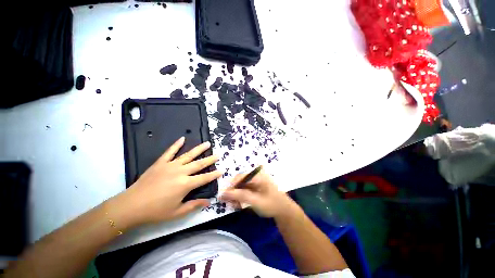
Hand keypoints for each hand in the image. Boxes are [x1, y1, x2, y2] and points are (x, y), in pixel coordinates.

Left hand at [119, 137, 221, 225]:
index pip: (204, 178)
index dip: (214, 175)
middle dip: (210, 159)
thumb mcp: (177, 212)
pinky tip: (182, 138)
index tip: (221, 170)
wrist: (131, 206)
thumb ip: (194, 205)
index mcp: (186, 184)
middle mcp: (181, 172)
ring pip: (188, 155)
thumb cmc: (155, 211)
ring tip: (207, 143)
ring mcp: (170, 165)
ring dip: (199, 149)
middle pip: (199, 164)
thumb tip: (208, 202)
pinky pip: (170, 151)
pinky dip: (176, 144)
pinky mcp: (160, 163)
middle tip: (218, 154)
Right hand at [220, 169, 295, 217]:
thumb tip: (224, 193)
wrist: (283, 211)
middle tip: (229, 202)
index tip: (224, 196)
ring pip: (241, 186)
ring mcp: (256, 182)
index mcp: (258, 176)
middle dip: (233, 192)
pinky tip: (239, 205)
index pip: (240, 177)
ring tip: (234, 205)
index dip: (231, 185)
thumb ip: (241, 196)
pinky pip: (244, 190)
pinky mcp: (255, 188)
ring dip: (236, 195)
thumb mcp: (256, 201)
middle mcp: (256, 177)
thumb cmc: (272, 205)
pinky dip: (240, 197)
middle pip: (240, 181)